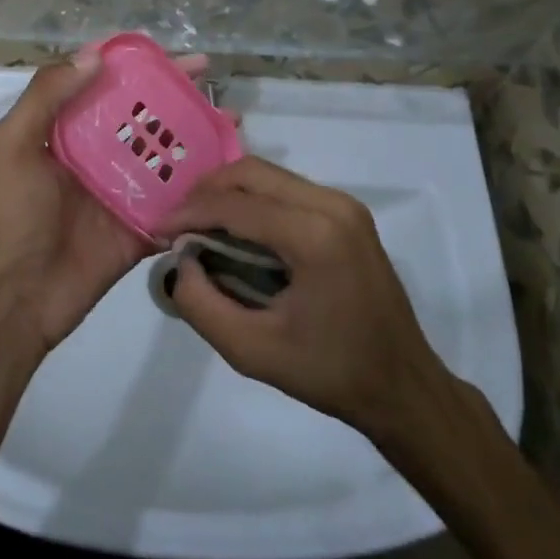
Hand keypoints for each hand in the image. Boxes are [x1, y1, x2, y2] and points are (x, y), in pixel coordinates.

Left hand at [0, 47, 205, 352]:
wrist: (24, 293)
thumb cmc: (15, 214)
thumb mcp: (15, 145)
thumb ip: (46, 97)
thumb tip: (95, 55)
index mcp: (70, 130)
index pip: (108, 85)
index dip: (140, 67)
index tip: (173, 57)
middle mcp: (101, 153)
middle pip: (145, 116)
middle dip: (178, 97)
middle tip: (213, 84)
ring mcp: (126, 190)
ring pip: (167, 155)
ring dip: (198, 137)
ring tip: (233, 123)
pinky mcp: (144, 224)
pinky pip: (177, 201)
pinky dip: (201, 188)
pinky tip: (231, 173)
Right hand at [162, 156, 460, 456]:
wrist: (403, 386)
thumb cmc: (330, 372)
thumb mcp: (252, 351)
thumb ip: (201, 304)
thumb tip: (179, 263)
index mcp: (315, 235)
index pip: (235, 205)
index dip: (188, 213)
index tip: (156, 231)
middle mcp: (333, 205)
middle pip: (251, 172)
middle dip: (205, 191)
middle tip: (177, 223)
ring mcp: (344, 204)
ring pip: (268, 175)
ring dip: (228, 192)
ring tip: (198, 225)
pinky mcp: (347, 213)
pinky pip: (286, 188)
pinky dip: (252, 199)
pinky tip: (234, 228)